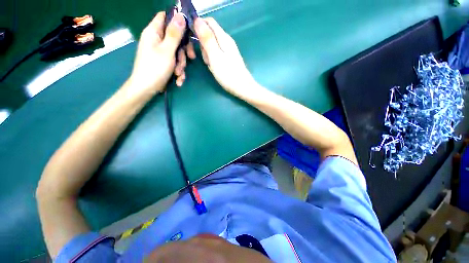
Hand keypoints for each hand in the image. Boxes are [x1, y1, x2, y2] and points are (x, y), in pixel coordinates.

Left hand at [129, 12, 195, 92]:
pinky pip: (175, 62)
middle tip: (190, 58)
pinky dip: (178, 71)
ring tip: (179, 74)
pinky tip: (178, 80)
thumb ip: (174, 34)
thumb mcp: (167, 50)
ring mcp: (161, 52)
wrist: (147, 88)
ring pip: (177, 53)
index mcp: (154, 32)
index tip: (189, 30)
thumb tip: (180, 15)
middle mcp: (157, 40)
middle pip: (175, 38)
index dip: (177, 21)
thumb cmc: (155, 68)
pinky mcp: (164, 62)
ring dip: (181, 65)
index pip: (165, 17)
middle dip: (184, 50)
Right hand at [194, 18, 256, 96]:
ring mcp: (228, 50)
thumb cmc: (228, 74)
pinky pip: (216, 55)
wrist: (243, 88)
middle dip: (203, 45)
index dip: (198, 25)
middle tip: (206, 58)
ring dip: (207, 54)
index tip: (193, 38)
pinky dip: (213, 60)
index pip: (209, 21)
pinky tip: (215, 68)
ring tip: (212, 65)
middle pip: (209, 34)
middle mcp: (226, 41)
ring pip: (211, 46)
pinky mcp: (228, 59)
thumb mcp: (215, 56)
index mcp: (224, 37)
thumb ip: (207, 38)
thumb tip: (197, 19)